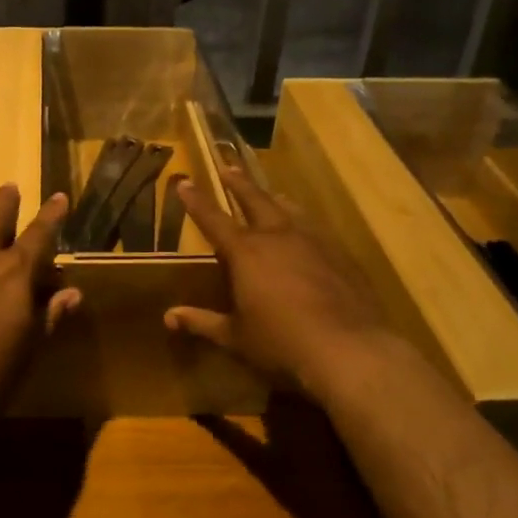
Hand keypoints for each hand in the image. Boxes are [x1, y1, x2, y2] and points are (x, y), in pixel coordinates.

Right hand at [164, 168, 405, 401]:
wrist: (348, 348)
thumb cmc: (281, 342)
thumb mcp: (236, 337)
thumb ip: (202, 323)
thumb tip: (169, 318)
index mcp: (245, 251)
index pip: (213, 219)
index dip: (196, 201)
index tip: (185, 182)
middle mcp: (277, 236)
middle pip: (255, 199)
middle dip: (239, 183)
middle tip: (228, 168)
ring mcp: (313, 241)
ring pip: (289, 209)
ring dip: (275, 199)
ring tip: (272, 194)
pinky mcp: (340, 254)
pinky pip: (316, 230)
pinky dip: (304, 224)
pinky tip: (309, 233)